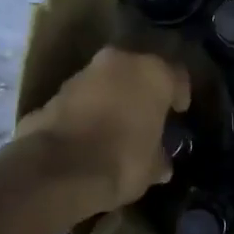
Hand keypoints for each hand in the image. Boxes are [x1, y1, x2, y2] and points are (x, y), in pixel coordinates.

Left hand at [16, 48, 190, 219]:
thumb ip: (158, 157)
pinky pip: (80, 100)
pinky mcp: (53, 93)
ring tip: (116, 127)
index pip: (177, 75)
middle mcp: (119, 62)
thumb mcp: (153, 166)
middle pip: (137, 72)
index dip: (179, 95)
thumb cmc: (123, 160)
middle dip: (142, 92)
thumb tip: (161, 163)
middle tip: (147, 115)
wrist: (58, 171)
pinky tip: (90, 136)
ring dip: (112, 99)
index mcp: (152, 73)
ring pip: (106, 82)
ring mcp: (82, 74)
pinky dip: (87, 112)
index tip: (178, 113)